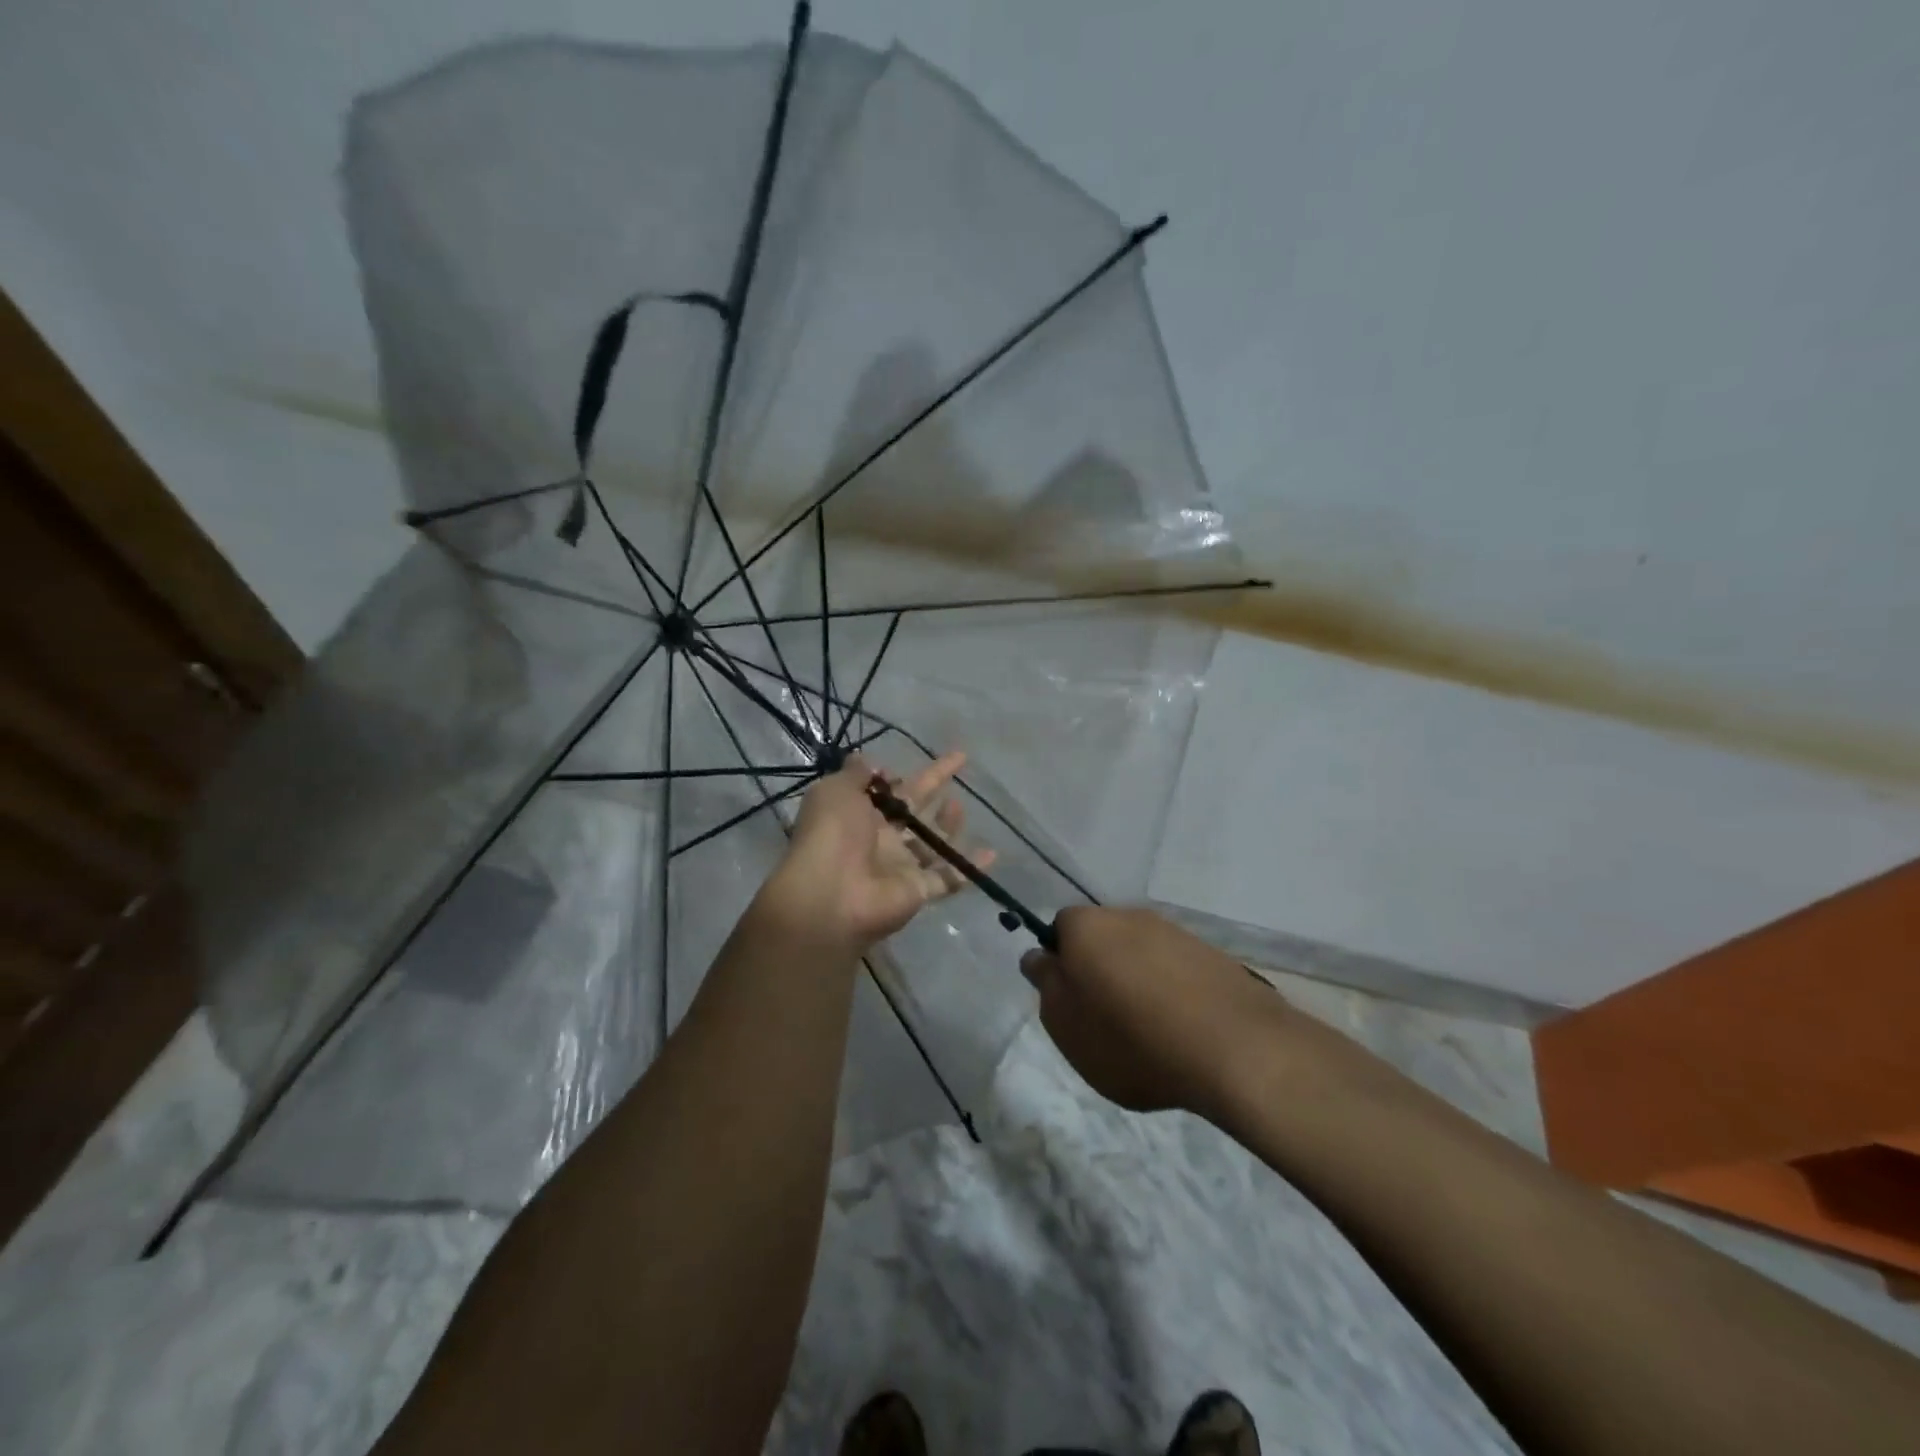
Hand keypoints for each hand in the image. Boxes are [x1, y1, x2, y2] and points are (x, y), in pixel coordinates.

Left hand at [759, 752, 994, 953]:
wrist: (831, 896)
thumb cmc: (832, 834)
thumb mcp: (836, 790)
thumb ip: (855, 774)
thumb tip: (869, 762)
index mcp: (857, 814)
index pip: (885, 789)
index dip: (899, 776)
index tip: (914, 761)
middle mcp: (879, 839)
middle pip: (913, 808)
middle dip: (934, 785)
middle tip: (960, 761)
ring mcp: (900, 867)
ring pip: (931, 843)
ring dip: (948, 824)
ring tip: (960, 806)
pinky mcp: (919, 890)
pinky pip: (949, 876)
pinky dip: (970, 866)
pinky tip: (993, 852)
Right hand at [1019, 906, 1294, 1118]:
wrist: (1236, 1049)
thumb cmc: (1132, 1041)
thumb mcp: (1067, 1027)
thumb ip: (1045, 985)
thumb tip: (1039, 957)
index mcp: (1086, 926)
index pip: (1058, 929)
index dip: (1059, 965)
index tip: (1070, 1002)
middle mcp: (1128, 915)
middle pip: (1100, 938)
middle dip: (1097, 970)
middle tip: (1103, 1019)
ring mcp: (1174, 931)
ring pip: (1138, 951)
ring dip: (1134, 979)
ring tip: (1146, 1030)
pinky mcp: (1210, 953)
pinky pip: (1174, 967)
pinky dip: (1170, 990)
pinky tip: (1180, 1028)